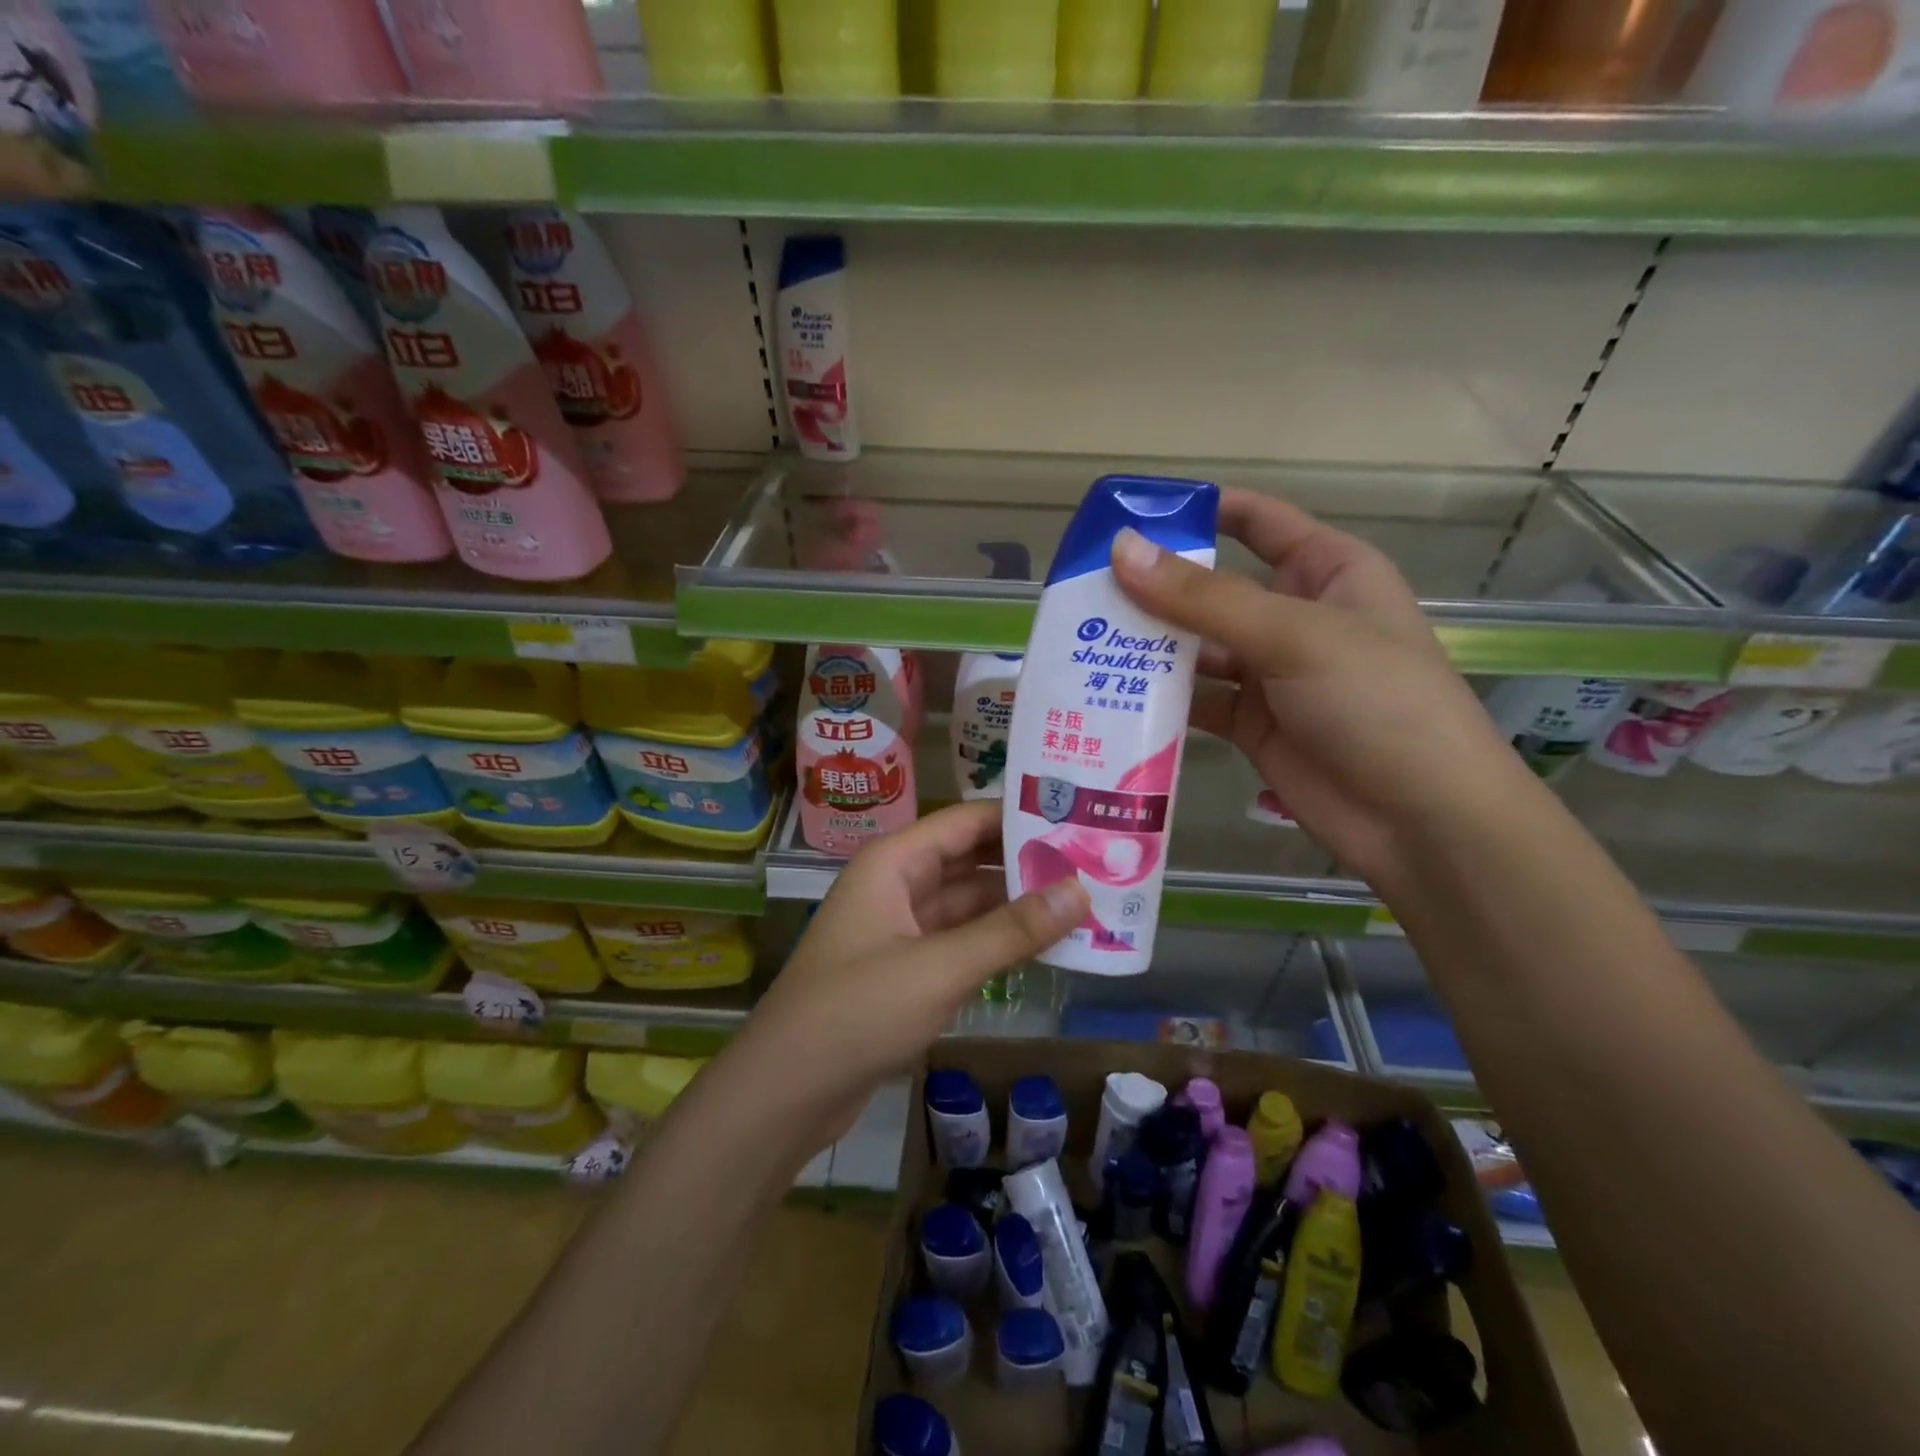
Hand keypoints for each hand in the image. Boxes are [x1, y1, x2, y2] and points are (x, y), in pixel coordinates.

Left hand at [734, 801, 1088, 1144]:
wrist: (785, 1092)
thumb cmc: (857, 1011)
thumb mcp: (940, 967)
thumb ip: (1011, 930)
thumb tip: (1080, 890)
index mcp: (894, 863)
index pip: (966, 821)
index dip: (1018, 816)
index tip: (1077, 815)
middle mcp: (896, 885)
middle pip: (970, 860)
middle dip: (1025, 862)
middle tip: (1093, 860)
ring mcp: (900, 929)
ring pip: (968, 904)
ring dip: (1016, 905)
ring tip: (1083, 900)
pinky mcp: (906, 970)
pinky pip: (960, 941)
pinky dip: (997, 942)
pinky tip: (1044, 945)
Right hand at [1110, 490, 1528, 889]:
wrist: (1420, 820)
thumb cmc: (1377, 702)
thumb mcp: (1293, 636)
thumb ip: (1204, 598)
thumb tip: (1122, 550)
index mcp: (1325, 572)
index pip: (1256, 522)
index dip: (1199, 511)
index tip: (1130, 516)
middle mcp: (1293, 616)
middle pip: (1211, 588)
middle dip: (1154, 587)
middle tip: (1082, 589)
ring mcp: (1269, 674)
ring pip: (1196, 647)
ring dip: (1148, 646)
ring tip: (1082, 641)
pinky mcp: (1249, 724)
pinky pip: (1194, 700)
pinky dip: (1157, 698)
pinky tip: (1109, 694)